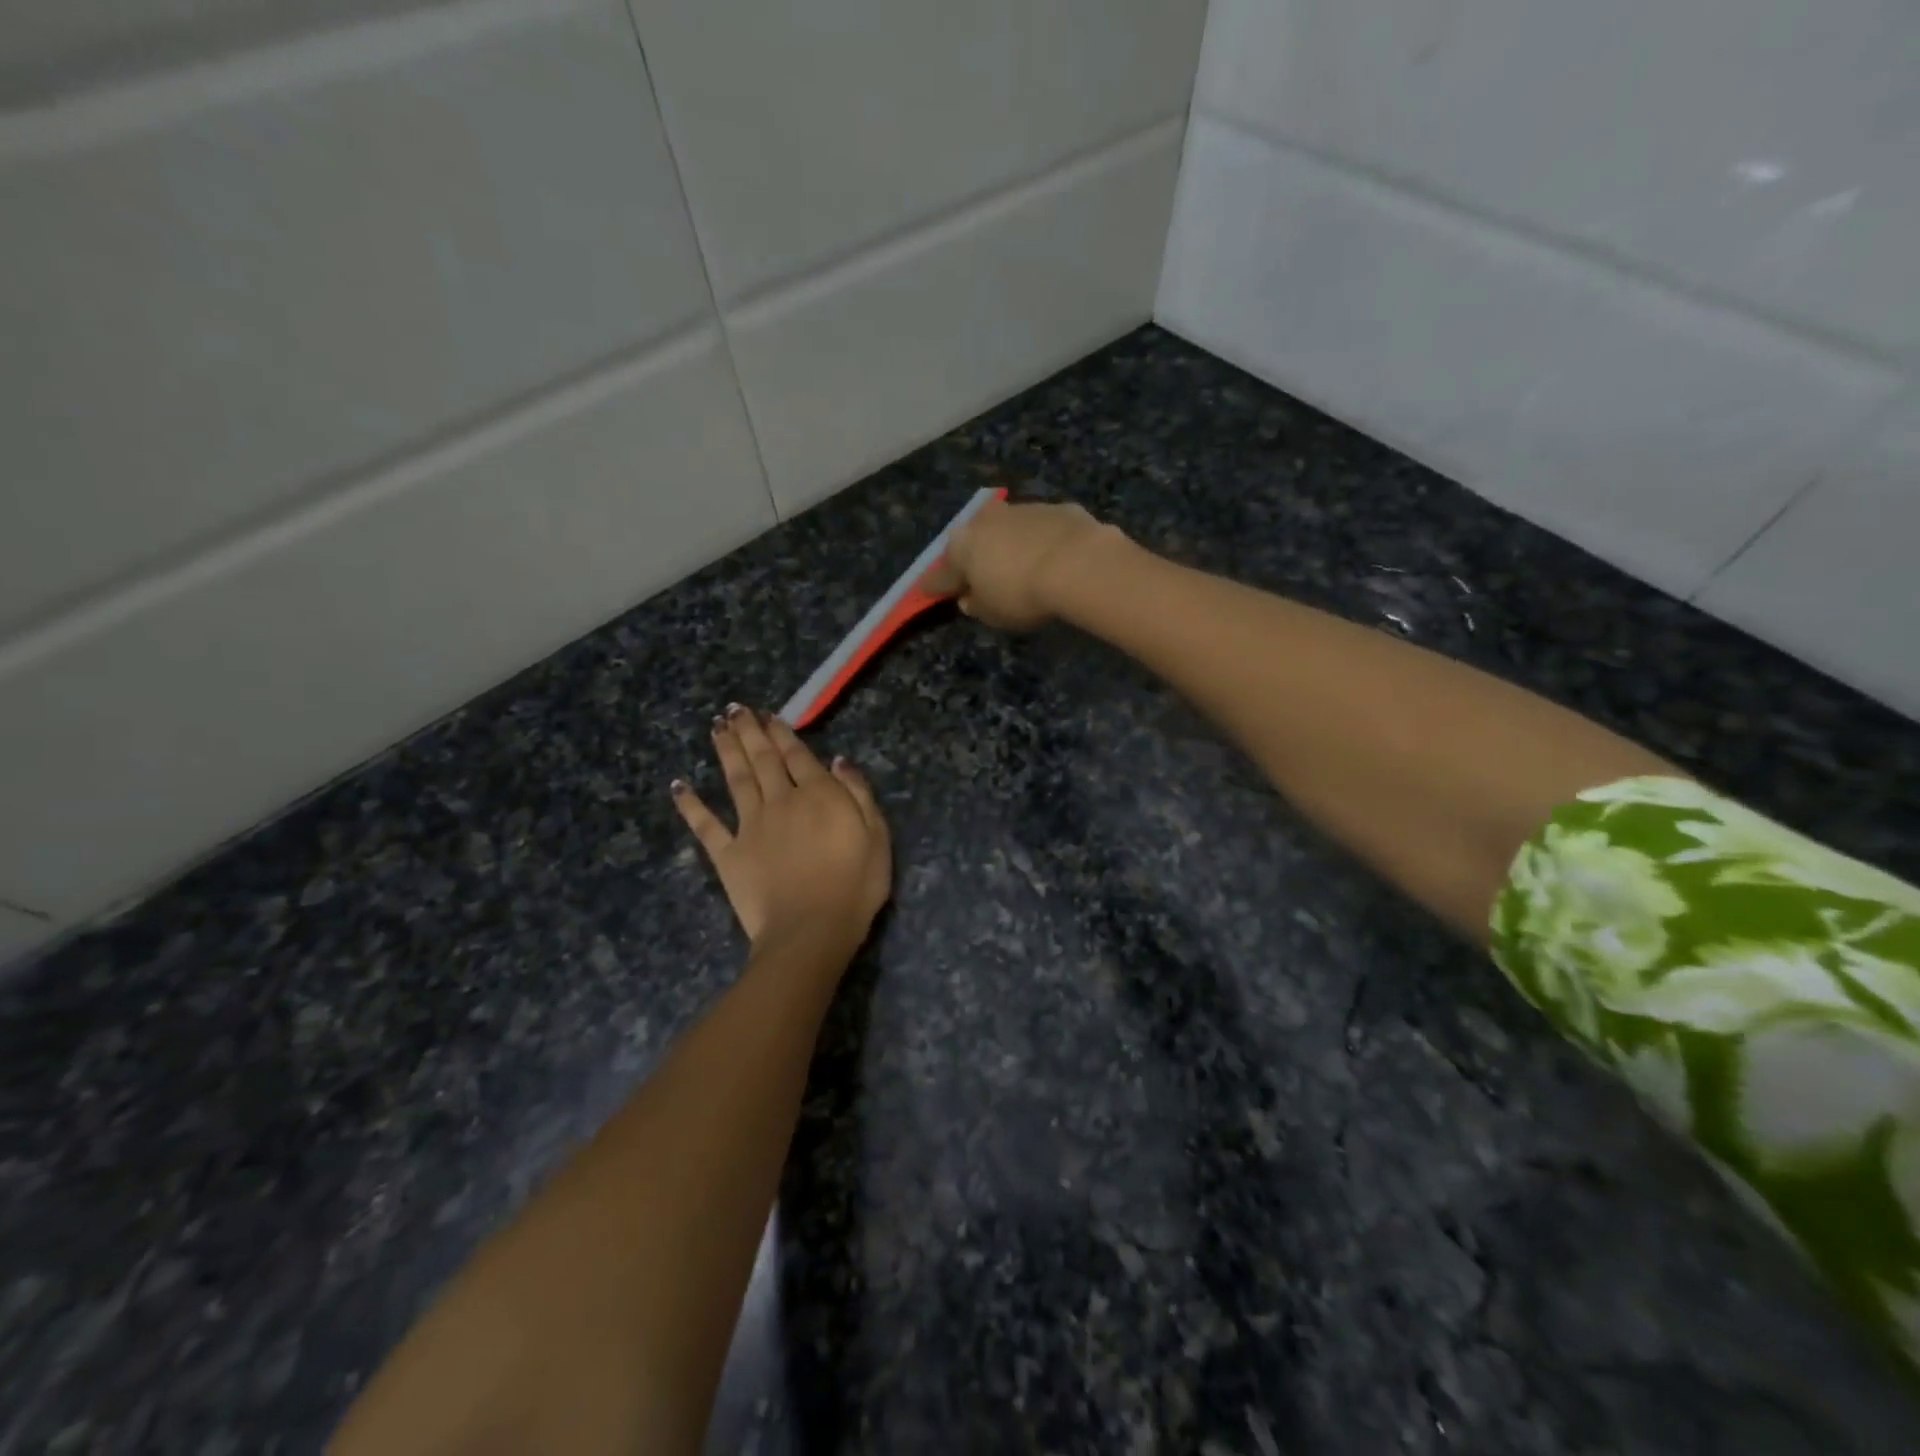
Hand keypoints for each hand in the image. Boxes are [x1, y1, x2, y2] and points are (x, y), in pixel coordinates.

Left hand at [672, 706, 891, 949]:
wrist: (811, 930)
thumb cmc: (855, 886)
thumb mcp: (877, 836)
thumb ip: (858, 793)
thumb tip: (839, 760)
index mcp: (817, 794)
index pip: (797, 755)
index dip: (783, 732)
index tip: (769, 714)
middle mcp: (780, 801)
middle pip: (762, 759)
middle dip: (749, 731)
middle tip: (734, 709)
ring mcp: (750, 826)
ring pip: (736, 780)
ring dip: (725, 751)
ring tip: (716, 727)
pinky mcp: (728, 854)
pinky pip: (705, 825)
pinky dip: (690, 805)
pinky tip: (678, 786)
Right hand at [929, 499, 1119, 630]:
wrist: (1077, 563)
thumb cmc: (1022, 594)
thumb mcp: (993, 614)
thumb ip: (977, 606)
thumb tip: (969, 599)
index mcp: (961, 547)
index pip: (941, 574)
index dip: (936, 586)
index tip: (929, 591)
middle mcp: (985, 521)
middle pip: (973, 542)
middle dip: (974, 557)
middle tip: (980, 575)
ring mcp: (1021, 510)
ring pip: (1007, 529)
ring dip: (1009, 544)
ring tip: (1020, 565)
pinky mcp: (1056, 508)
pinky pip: (1041, 529)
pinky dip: (1041, 541)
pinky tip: (1053, 557)